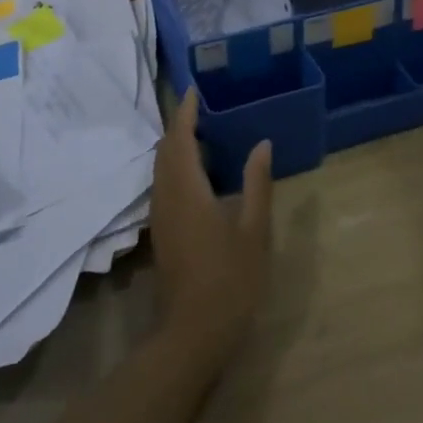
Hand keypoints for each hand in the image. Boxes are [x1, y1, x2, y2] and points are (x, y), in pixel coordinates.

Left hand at [147, 89, 271, 366]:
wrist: (192, 332)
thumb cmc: (230, 280)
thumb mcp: (253, 231)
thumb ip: (257, 184)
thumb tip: (262, 144)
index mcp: (187, 189)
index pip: (179, 138)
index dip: (185, 112)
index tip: (193, 90)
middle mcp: (166, 196)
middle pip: (164, 150)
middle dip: (178, 125)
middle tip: (201, 108)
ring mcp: (160, 215)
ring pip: (160, 168)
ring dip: (175, 146)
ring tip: (200, 133)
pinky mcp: (161, 231)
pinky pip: (162, 183)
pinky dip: (174, 166)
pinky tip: (196, 173)